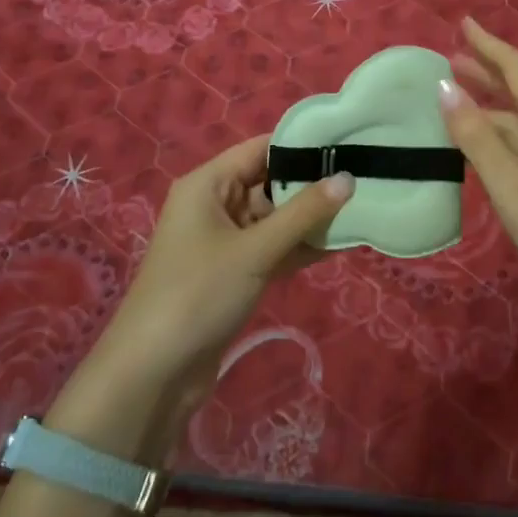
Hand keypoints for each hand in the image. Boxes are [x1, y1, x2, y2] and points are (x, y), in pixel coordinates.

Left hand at [96, 134, 351, 390]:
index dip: (301, 144)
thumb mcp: (254, 250)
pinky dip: (299, 247)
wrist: (154, 373)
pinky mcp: (234, 272)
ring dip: (310, 219)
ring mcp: (224, 240)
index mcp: (208, 184)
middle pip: (270, 182)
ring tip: (361, 208)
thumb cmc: (198, 293)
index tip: (346, 143)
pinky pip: (272, 248)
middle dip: (312, 184)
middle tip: (364, 178)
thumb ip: (303, 214)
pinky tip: (339, 244)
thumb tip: (347, 178)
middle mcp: (215, 204)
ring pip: (274, 218)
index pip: (260, 149)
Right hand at [439, 17, 517, 321]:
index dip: (489, 45)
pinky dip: (497, 134)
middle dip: (487, 70)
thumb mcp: (513, 188)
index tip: (463, 23)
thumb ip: (478, 139)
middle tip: (451, 57)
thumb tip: (444, 88)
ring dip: (489, 103)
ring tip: (455, 98)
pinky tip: (482, 148)